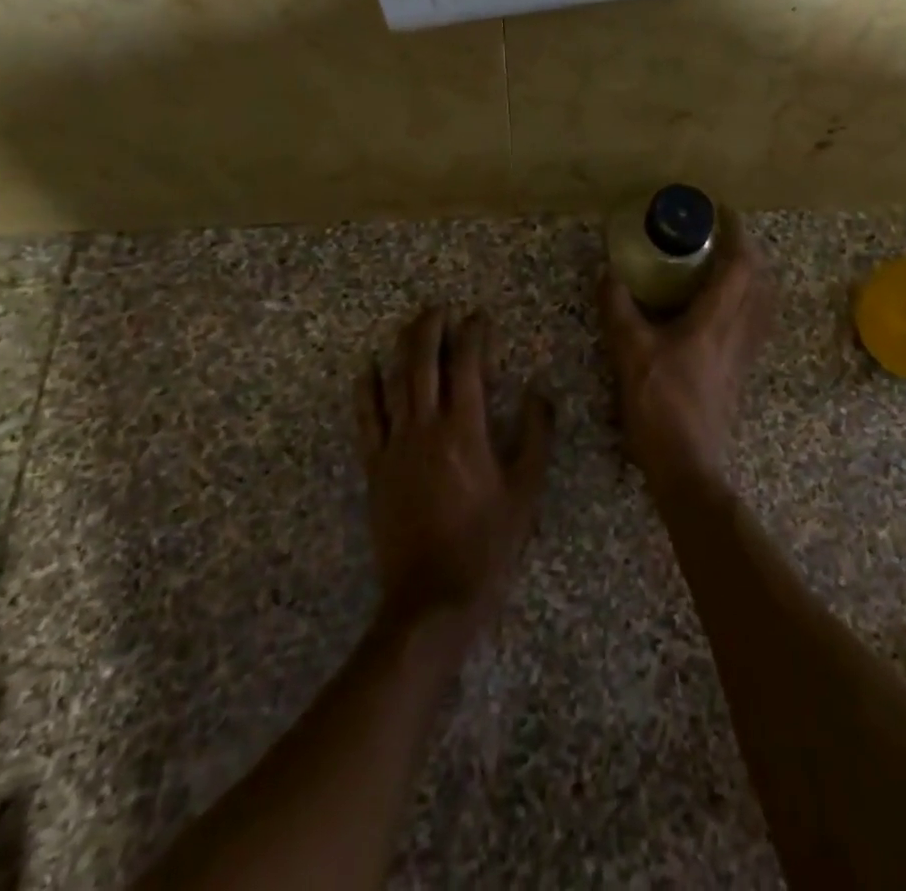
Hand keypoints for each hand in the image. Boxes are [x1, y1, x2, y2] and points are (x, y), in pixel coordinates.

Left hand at [355, 307, 552, 639]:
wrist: (433, 597)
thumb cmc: (488, 543)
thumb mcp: (526, 490)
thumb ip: (536, 435)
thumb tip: (539, 391)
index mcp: (465, 429)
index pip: (467, 365)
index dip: (474, 335)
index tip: (481, 318)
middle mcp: (425, 427)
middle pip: (422, 363)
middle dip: (431, 328)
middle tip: (440, 307)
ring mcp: (395, 446)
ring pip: (393, 383)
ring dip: (401, 349)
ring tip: (410, 326)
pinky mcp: (375, 467)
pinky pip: (366, 419)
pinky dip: (365, 390)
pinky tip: (366, 370)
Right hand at [599, 213, 771, 497]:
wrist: (687, 464)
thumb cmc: (660, 405)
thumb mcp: (629, 353)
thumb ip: (618, 310)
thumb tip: (608, 273)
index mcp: (716, 320)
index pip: (740, 265)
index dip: (737, 234)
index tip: (723, 213)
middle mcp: (739, 332)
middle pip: (760, 280)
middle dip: (747, 251)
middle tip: (722, 237)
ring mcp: (743, 354)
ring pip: (762, 304)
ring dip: (752, 277)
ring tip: (726, 266)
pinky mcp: (739, 372)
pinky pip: (754, 324)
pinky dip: (747, 303)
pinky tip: (722, 310)